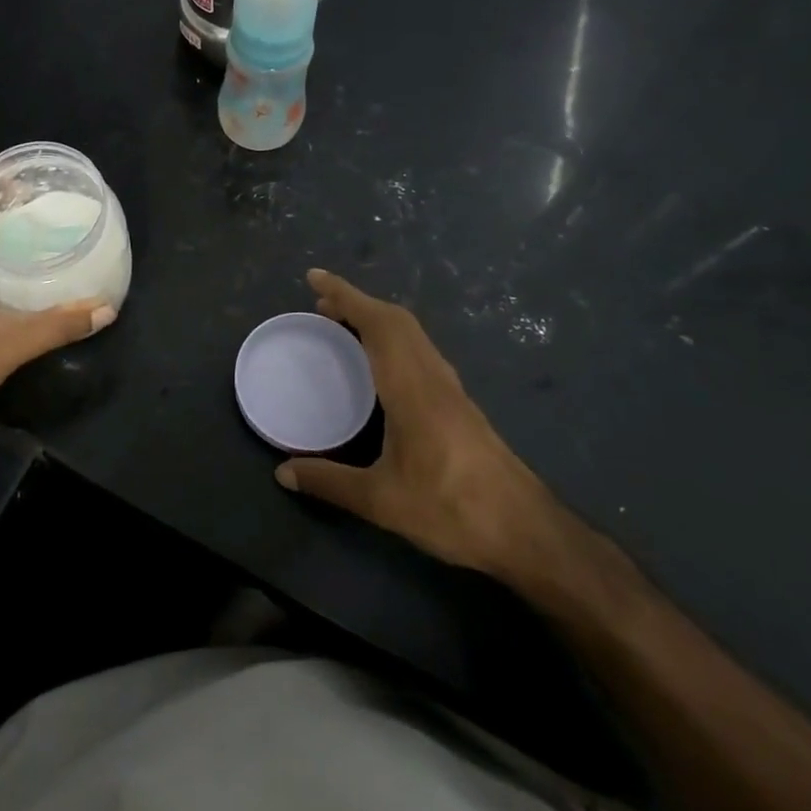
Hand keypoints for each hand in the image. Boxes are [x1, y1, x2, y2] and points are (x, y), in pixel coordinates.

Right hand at [275, 270, 563, 580]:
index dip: (345, 295)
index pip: (378, 324)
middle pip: (397, 321)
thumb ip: (329, 483)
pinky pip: (420, 352)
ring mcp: (451, 390)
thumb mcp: (382, 501)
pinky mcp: (460, 405)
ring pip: (413, 335)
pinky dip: (392, 340)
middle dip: (358, 303)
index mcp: (412, 388)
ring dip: (377, 320)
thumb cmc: (453, 509)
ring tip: (343, 327)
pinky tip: (379, 367)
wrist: (528, 533)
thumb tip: (283, 473)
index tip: (315, 278)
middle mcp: (433, 378)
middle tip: (321, 305)